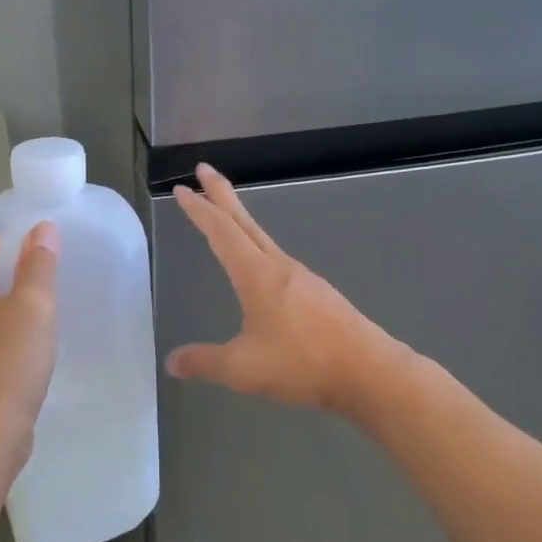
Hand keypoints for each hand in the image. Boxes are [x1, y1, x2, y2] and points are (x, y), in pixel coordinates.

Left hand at [0, 223, 59, 466]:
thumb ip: (39, 262)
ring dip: (6, 306)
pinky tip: (20, 352)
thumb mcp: (34, 305)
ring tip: (34, 326)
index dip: (9, 249)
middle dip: (10, 277)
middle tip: (39, 299)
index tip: (34, 276)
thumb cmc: (8, 364)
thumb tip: (42, 230)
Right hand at [165, 164, 405, 416]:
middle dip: (221, 194)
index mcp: (257, 274)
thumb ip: (205, 362)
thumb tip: (172, 362)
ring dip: (239, 221)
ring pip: (262, 239)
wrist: (369, 371)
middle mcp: (279, 266)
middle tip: (203, 169)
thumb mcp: (243, 368)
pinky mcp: (318, 294)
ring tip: (226, 217)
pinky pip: (277, 260)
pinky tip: (260, 268)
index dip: (199, 209)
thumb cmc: (302, 363)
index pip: (221, 231)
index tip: (181, 188)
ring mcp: (302, 278)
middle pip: (243, 221)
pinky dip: (258, 248)